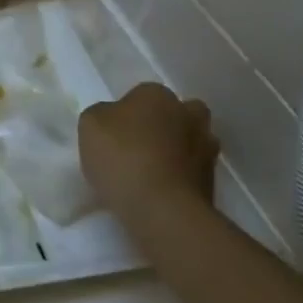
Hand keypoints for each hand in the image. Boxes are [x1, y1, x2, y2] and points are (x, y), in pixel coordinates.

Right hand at [77, 84, 218, 223]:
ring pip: (190, 143)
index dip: (128, 112)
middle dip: (164, 126)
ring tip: (150, 173)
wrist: (161, 208)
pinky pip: (191, 173)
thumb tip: (114, 120)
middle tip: (140, 146)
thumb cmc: (121, 156)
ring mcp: (206, 149)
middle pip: (178, 114)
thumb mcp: (90, 124)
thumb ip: (102, 115)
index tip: (114, 132)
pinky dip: (179, 179)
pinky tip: (158, 193)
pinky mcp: (212, 183)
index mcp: (157, 94)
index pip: (141, 94)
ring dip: (176, 153)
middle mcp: (188, 114)